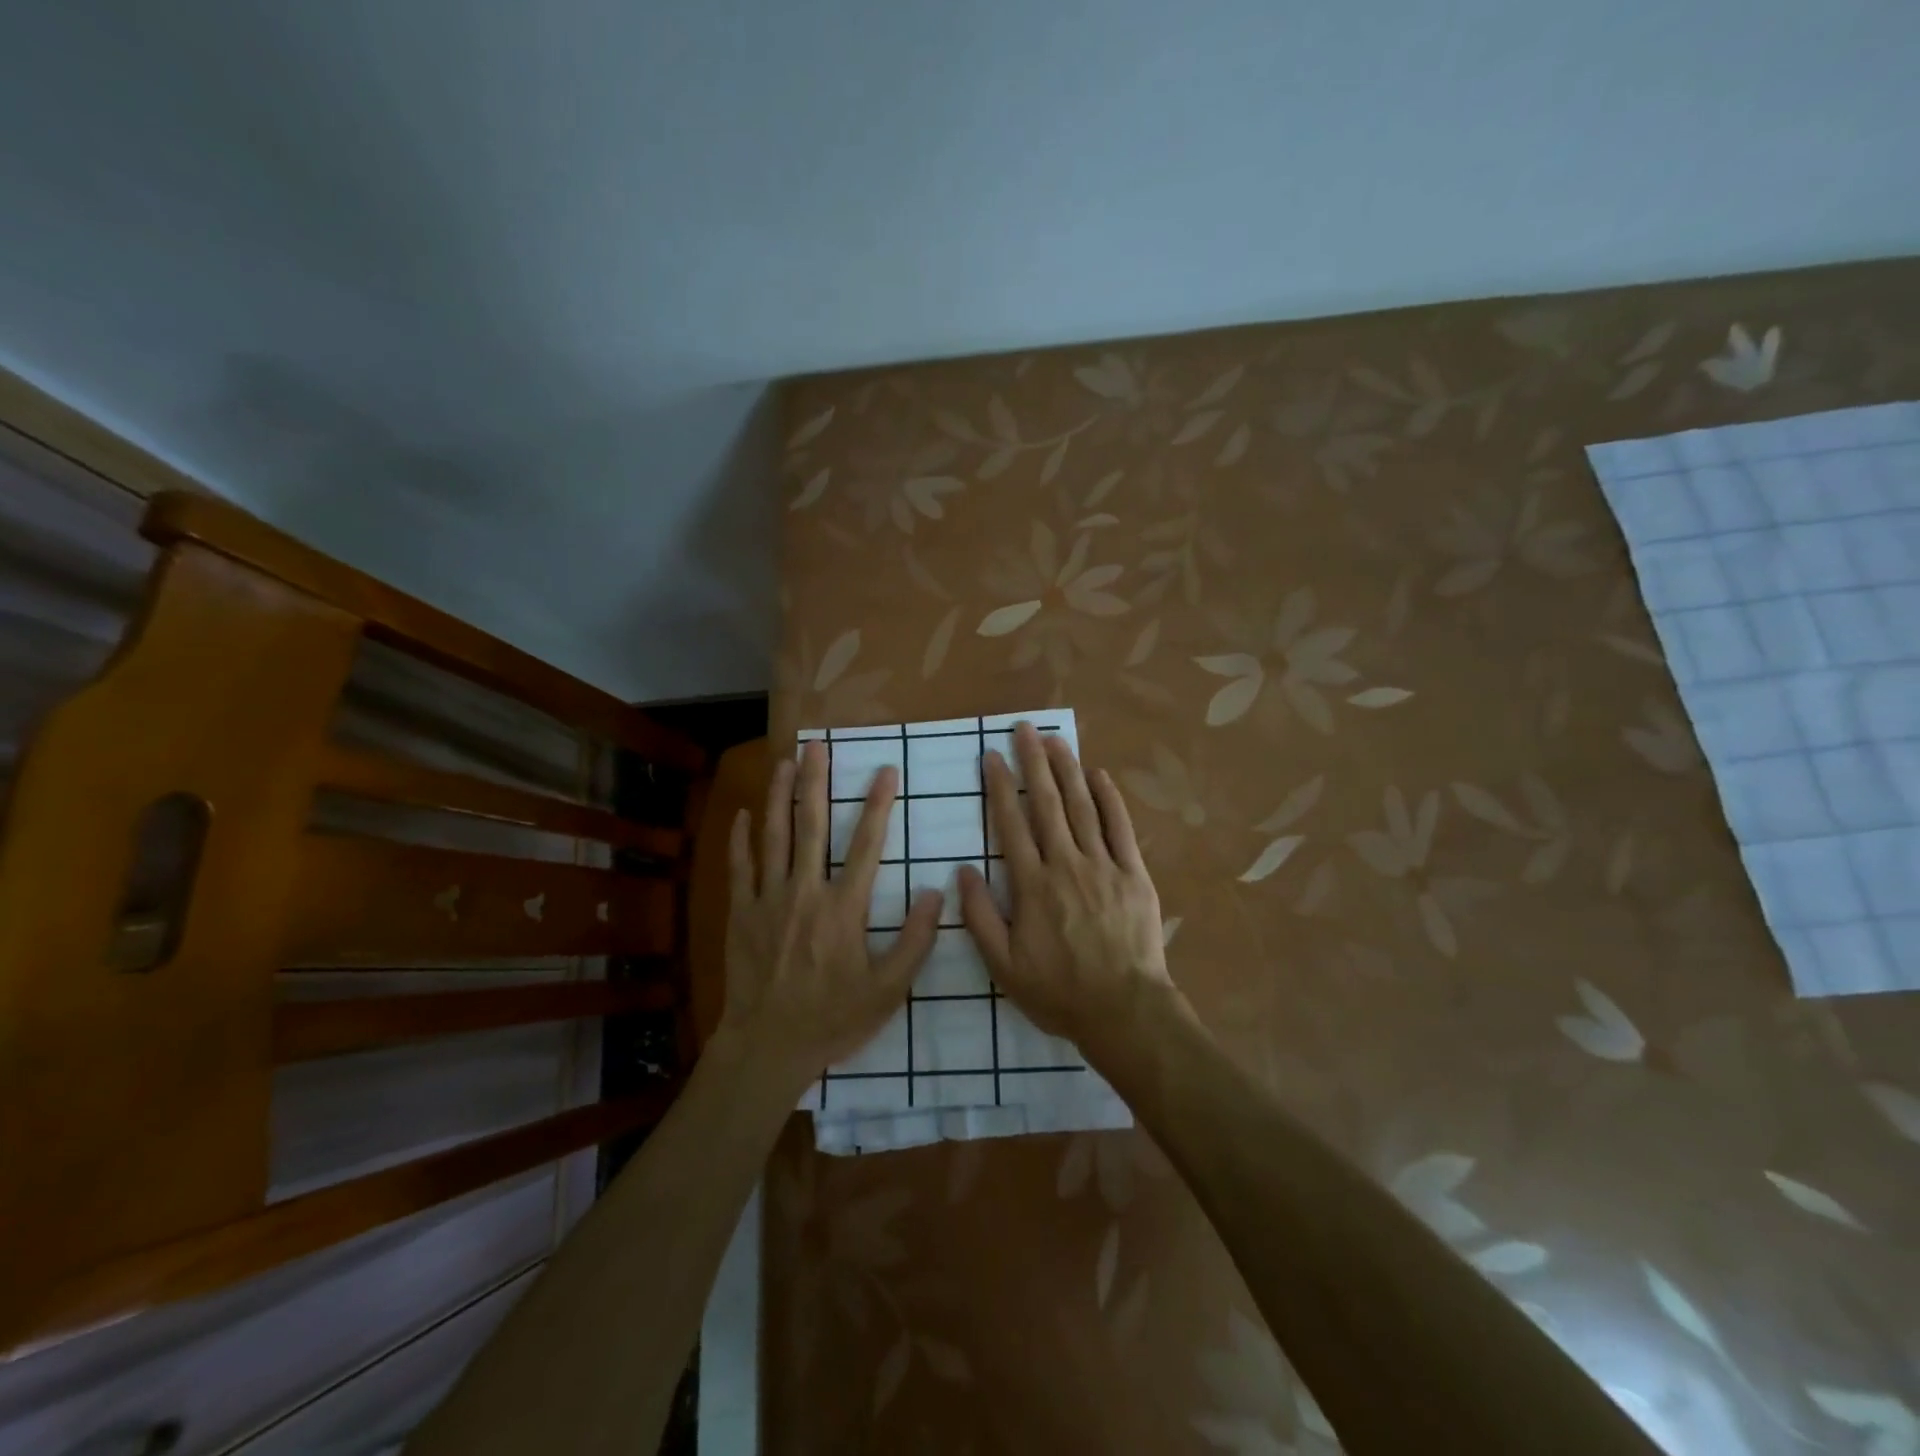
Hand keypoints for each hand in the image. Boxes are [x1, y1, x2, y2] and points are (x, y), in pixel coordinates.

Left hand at [722, 741, 940, 1084]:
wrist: (768, 1046)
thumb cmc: (833, 1018)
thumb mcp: (888, 990)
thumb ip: (915, 941)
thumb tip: (937, 893)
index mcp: (844, 908)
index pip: (867, 845)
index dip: (879, 805)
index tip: (886, 771)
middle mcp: (805, 892)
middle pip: (811, 825)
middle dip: (816, 781)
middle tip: (817, 746)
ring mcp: (768, 900)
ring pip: (773, 836)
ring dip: (778, 796)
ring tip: (784, 762)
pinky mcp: (741, 913)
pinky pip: (739, 867)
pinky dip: (740, 838)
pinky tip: (742, 814)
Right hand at [957, 723, 1174, 1049]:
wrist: (1124, 1011)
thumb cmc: (1059, 992)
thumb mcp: (1004, 966)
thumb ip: (980, 917)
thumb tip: (962, 872)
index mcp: (1032, 885)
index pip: (1012, 825)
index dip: (1001, 788)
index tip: (992, 757)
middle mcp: (1066, 865)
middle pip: (1047, 804)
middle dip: (1033, 763)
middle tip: (1024, 729)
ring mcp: (1103, 866)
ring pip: (1082, 807)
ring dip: (1067, 770)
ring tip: (1055, 740)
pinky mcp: (1134, 874)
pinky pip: (1120, 828)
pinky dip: (1110, 799)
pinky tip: (1099, 775)